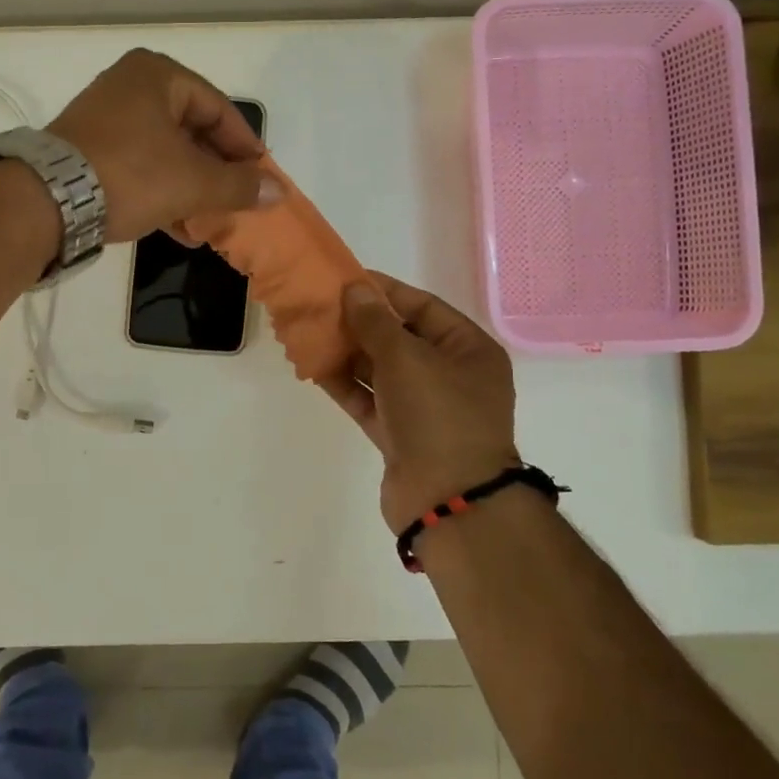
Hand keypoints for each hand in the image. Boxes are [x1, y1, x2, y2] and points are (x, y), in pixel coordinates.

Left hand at [50, 49, 272, 241]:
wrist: (46, 201)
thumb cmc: (131, 174)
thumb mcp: (193, 182)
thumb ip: (239, 186)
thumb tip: (279, 192)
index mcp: (157, 75)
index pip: (219, 109)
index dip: (245, 147)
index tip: (262, 178)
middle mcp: (129, 86)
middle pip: (192, 130)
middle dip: (217, 172)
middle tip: (238, 200)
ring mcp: (105, 119)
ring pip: (166, 153)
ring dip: (192, 189)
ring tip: (212, 221)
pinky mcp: (88, 151)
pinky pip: (140, 167)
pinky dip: (163, 193)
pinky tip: (181, 230)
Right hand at [323, 274, 520, 533]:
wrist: (447, 500)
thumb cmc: (437, 414)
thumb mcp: (406, 357)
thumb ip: (375, 321)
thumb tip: (355, 288)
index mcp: (469, 350)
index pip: (423, 307)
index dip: (385, 291)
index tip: (346, 279)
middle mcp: (451, 376)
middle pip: (400, 339)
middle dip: (361, 323)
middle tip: (320, 306)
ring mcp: (425, 409)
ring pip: (381, 372)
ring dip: (348, 354)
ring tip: (310, 333)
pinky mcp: (401, 436)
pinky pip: (370, 401)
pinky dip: (345, 386)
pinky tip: (314, 368)